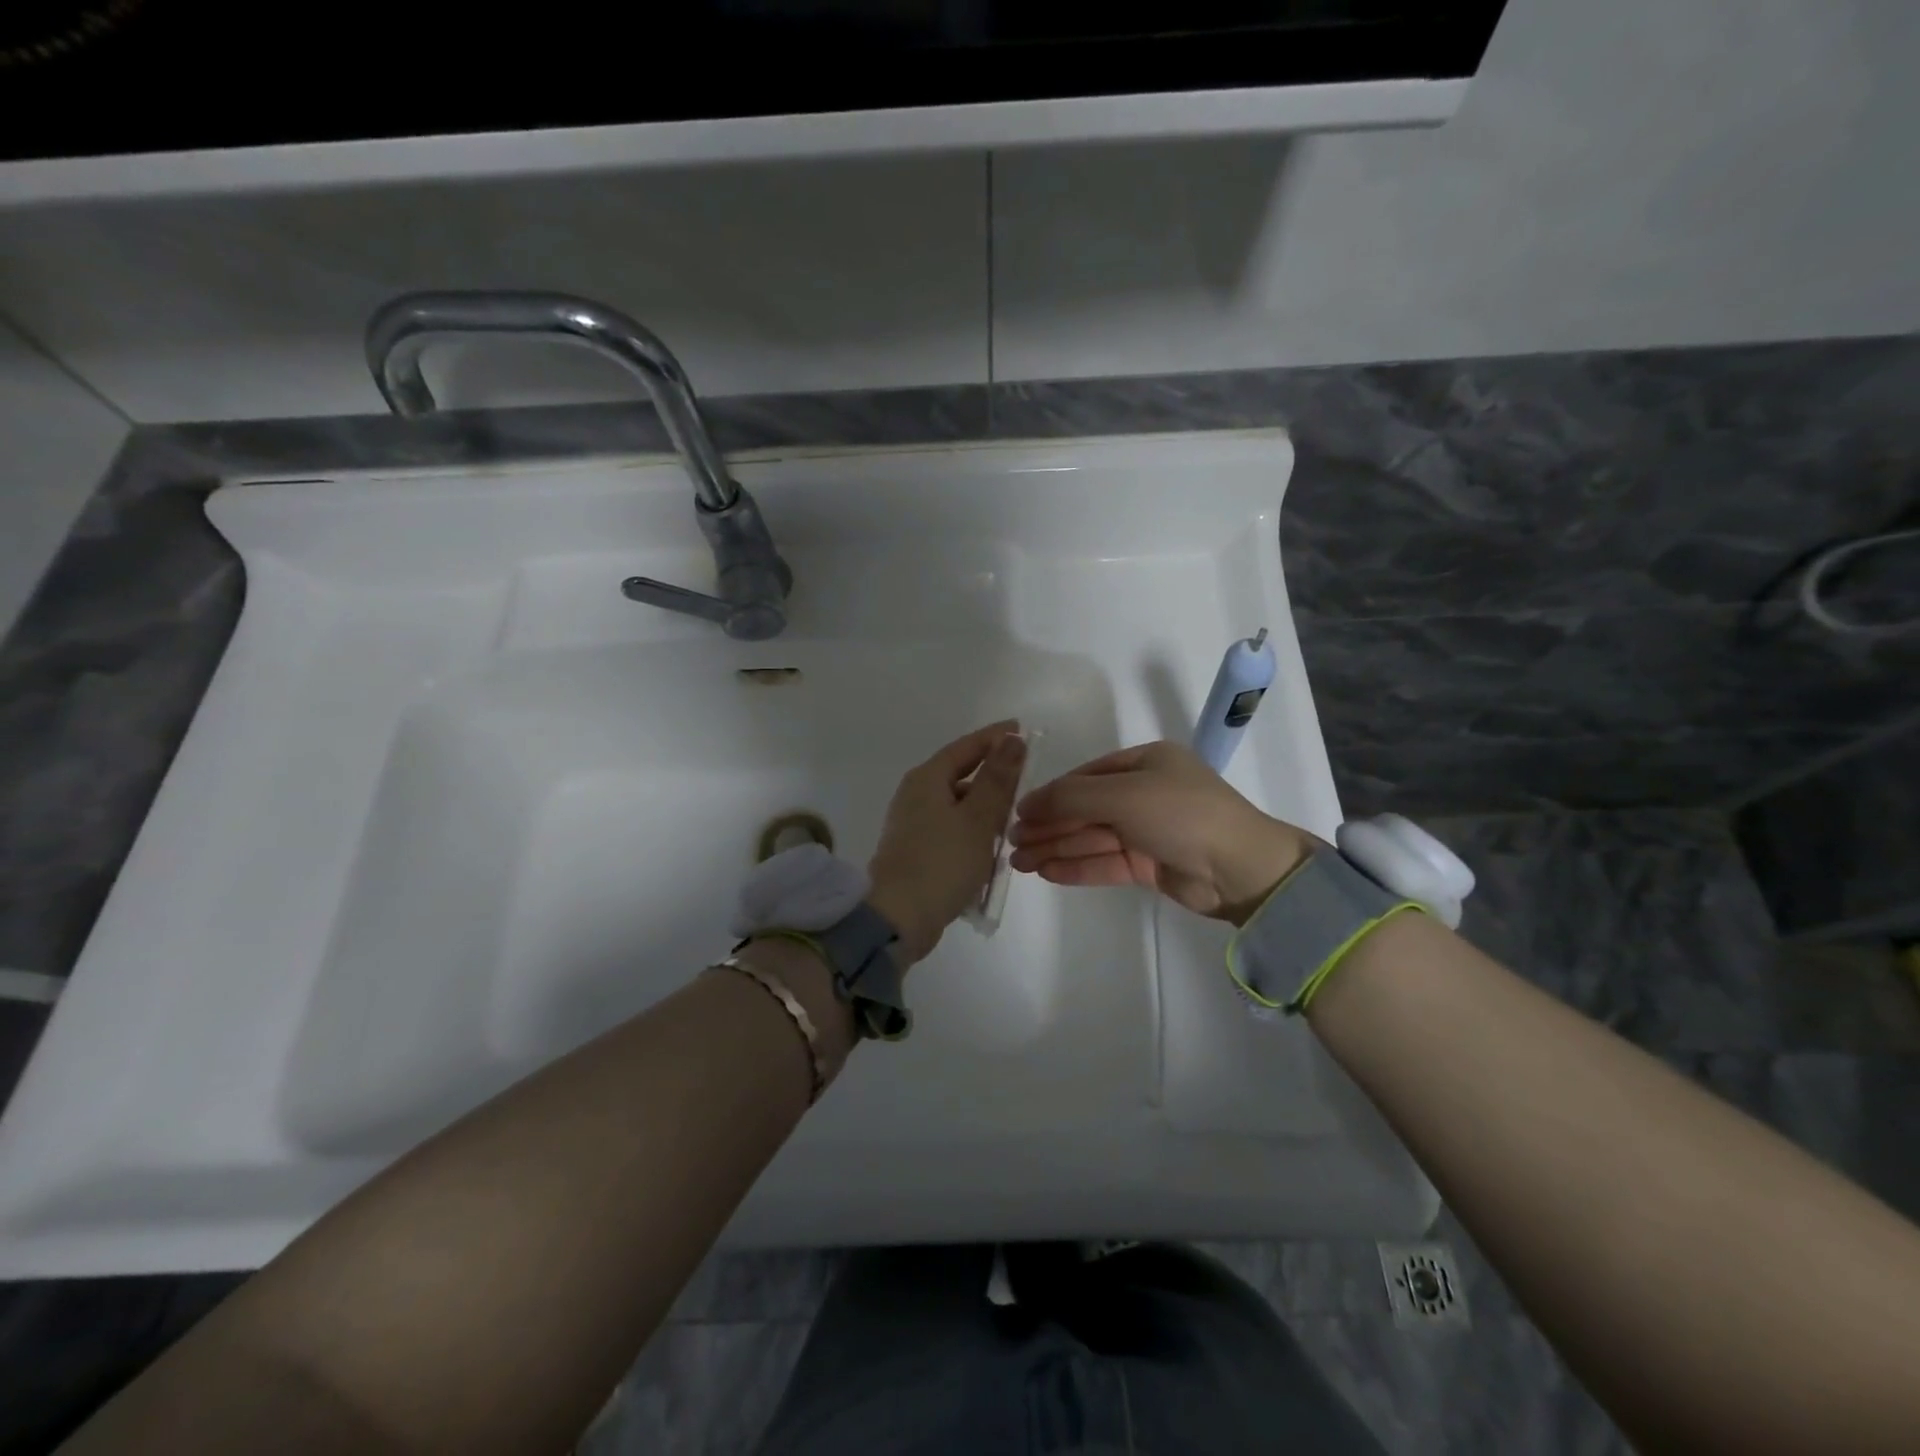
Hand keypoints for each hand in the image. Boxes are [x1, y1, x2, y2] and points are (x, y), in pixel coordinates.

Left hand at [867, 721, 1027, 965]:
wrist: (898, 918)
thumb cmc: (942, 862)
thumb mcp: (978, 818)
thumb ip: (997, 778)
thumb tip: (1011, 740)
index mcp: (926, 779)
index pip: (966, 747)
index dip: (994, 737)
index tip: (1020, 729)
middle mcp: (915, 795)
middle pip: (961, 775)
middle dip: (993, 777)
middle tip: (1026, 779)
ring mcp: (913, 824)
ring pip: (958, 806)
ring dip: (986, 810)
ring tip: (1015, 820)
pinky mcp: (916, 850)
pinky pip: (952, 830)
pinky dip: (973, 833)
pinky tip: (992, 849)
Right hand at [1009, 741, 1313, 924]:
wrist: (1239, 867)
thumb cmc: (1180, 813)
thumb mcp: (1122, 794)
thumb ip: (1071, 798)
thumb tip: (1027, 802)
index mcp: (1144, 763)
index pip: (1085, 777)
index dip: (1050, 795)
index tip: (1017, 813)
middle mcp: (1145, 792)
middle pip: (1085, 809)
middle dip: (1048, 825)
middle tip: (1011, 843)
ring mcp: (1148, 829)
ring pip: (1092, 837)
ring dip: (1056, 848)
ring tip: (1019, 862)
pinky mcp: (1150, 864)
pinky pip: (1105, 861)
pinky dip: (1077, 866)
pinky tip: (1047, 871)